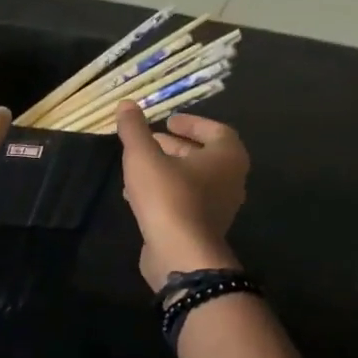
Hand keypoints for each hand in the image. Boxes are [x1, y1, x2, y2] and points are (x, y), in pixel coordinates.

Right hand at [115, 101, 248, 291]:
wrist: (180, 253)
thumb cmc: (168, 196)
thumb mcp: (143, 156)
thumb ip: (134, 129)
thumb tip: (127, 104)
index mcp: (227, 157)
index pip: (216, 131)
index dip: (192, 123)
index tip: (167, 120)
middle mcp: (230, 181)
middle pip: (204, 156)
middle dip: (175, 146)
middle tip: (149, 140)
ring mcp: (219, 208)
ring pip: (193, 180)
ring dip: (167, 170)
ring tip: (137, 166)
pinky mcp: (202, 228)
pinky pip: (186, 201)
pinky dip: (165, 192)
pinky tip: (136, 196)